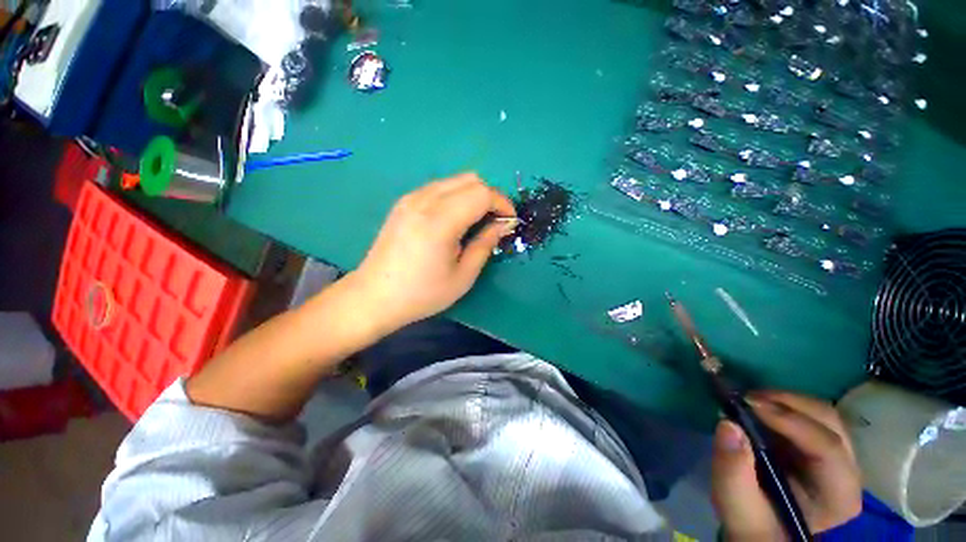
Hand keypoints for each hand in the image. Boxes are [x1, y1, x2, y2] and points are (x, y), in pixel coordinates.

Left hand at [350, 172, 515, 335]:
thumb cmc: (422, 293)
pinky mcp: (403, 203)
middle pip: (470, 180)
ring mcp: (411, 198)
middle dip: (490, 197)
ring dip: (473, 196)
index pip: (482, 193)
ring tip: (476, 222)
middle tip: (494, 223)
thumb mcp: (463, 275)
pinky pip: (439, 188)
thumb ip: (486, 244)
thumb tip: (503, 225)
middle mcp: (424, 200)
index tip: (509, 222)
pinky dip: (455, 197)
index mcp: (440, 220)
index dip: (502, 204)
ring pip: (454, 181)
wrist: (374, 296)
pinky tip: (454, 220)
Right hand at [711, 391, 862, 539]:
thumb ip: (733, 472)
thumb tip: (728, 425)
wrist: (760, 528)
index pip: (827, 447)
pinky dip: (783, 404)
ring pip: (822, 414)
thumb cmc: (752, 522)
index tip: (747, 404)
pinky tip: (759, 407)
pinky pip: (810, 415)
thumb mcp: (737, 506)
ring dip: (784, 400)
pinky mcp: (820, 446)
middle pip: (830, 423)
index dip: (790, 421)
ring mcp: (837, 457)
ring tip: (749, 400)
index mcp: (837, 495)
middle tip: (746, 398)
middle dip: (788, 403)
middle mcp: (847, 472)